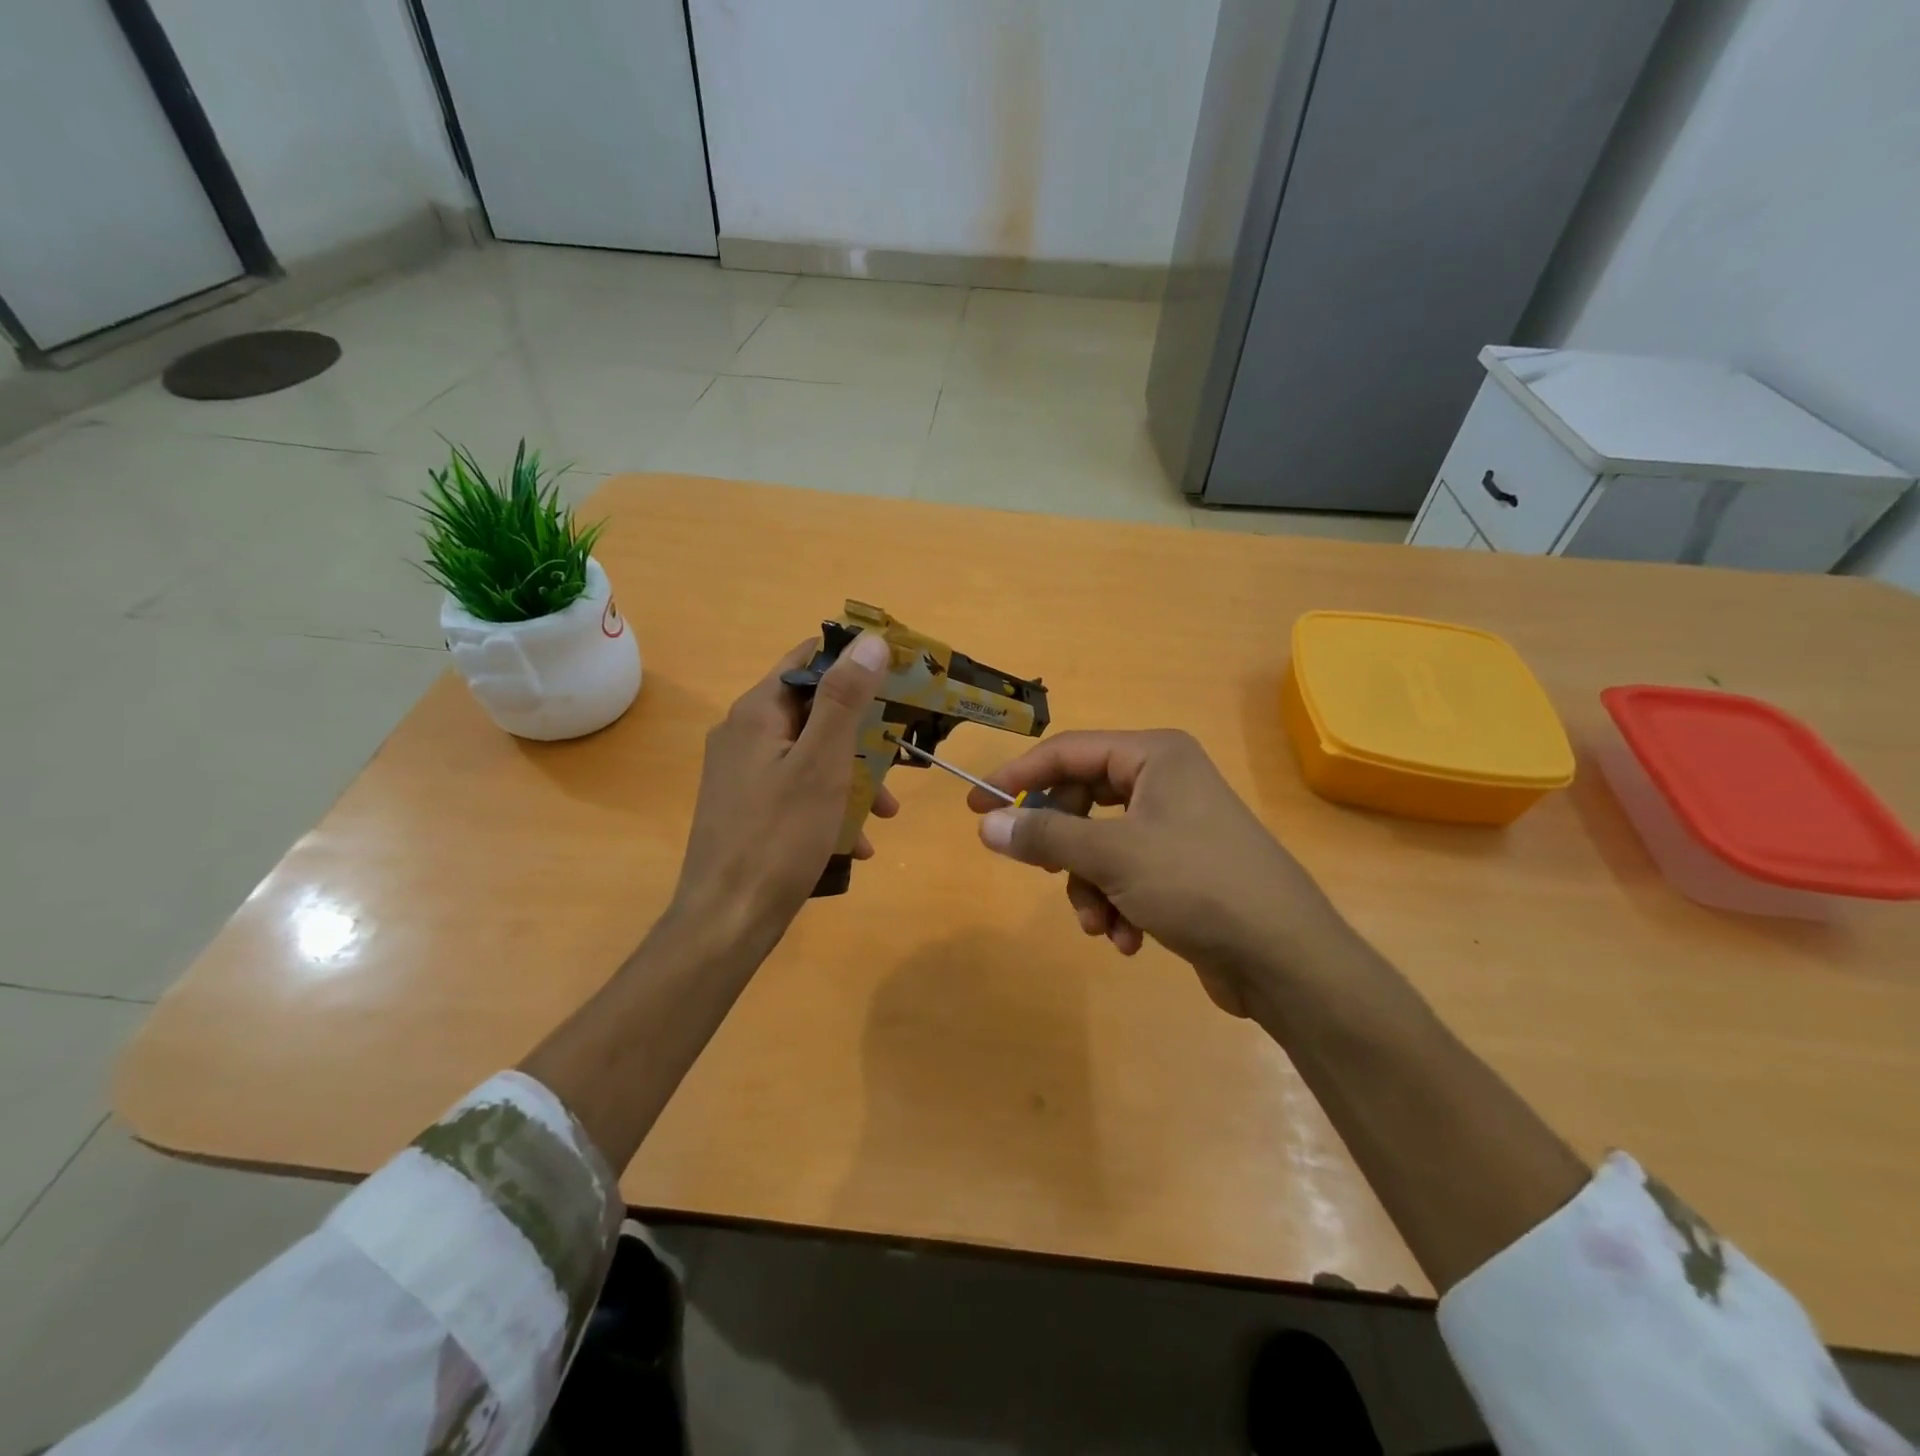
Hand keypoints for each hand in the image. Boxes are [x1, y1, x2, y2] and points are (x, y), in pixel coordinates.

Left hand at [671, 633, 896, 958]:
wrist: (727, 920)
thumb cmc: (779, 836)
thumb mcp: (821, 763)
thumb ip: (844, 700)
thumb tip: (870, 640)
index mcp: (757, 713)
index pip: (807, 660)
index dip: (853, 662)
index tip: (898, 677)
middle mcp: (744, 735)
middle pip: (813, 711)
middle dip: (862, 732)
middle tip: (902, 752)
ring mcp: (742, 775)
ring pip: (810, 755)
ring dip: (852, 775)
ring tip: (888, 810)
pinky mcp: (747, 809)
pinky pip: (797, 791)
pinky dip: (830, 805)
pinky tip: (858, 841)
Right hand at [969, 730, 1349, 1016]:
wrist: (1285, 957)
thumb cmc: (1197, 884)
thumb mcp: (1111, 855)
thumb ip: (1045, 835)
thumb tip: (987, 823)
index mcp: (1154, 756)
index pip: (1067, 752)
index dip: (1018, 777)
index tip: (975, 805)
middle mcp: (1165, 780)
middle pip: (1082, 801)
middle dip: (1064, 849)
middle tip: (1043, 872)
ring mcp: (1175, 825)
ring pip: (1099, 844)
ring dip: (1089, 887)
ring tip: (1101, 925)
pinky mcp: (1181, 867)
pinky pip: (1125, 873)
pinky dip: (1116, 903)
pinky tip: (1128, 939)